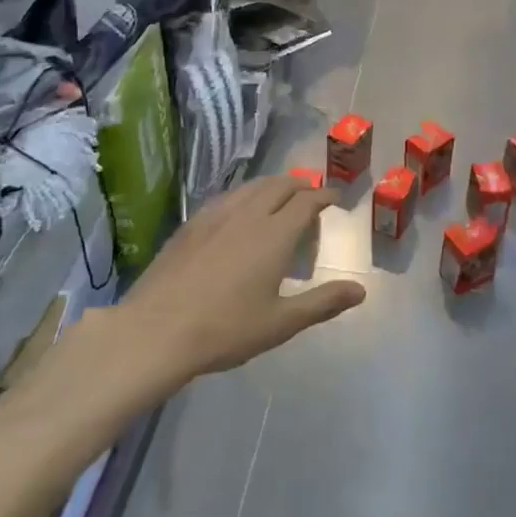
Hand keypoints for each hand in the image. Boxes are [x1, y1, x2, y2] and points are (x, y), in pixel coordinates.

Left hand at [122, 175, 365, 376]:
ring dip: (272, 185)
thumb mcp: (281, 323)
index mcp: (274, 234)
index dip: (325, 195)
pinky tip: (238, 212)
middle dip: (300, 185)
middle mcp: (247, 215)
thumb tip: (360, 291)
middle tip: (311, 195)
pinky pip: (226, 197)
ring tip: (279, 197)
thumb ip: (322, 303)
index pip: (307, 201)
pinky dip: (244, 195)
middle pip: (279, 185)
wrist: (155, 331)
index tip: (336, 198)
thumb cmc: (225, 329)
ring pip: (250, 187)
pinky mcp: (190, 225)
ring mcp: (214, 216)